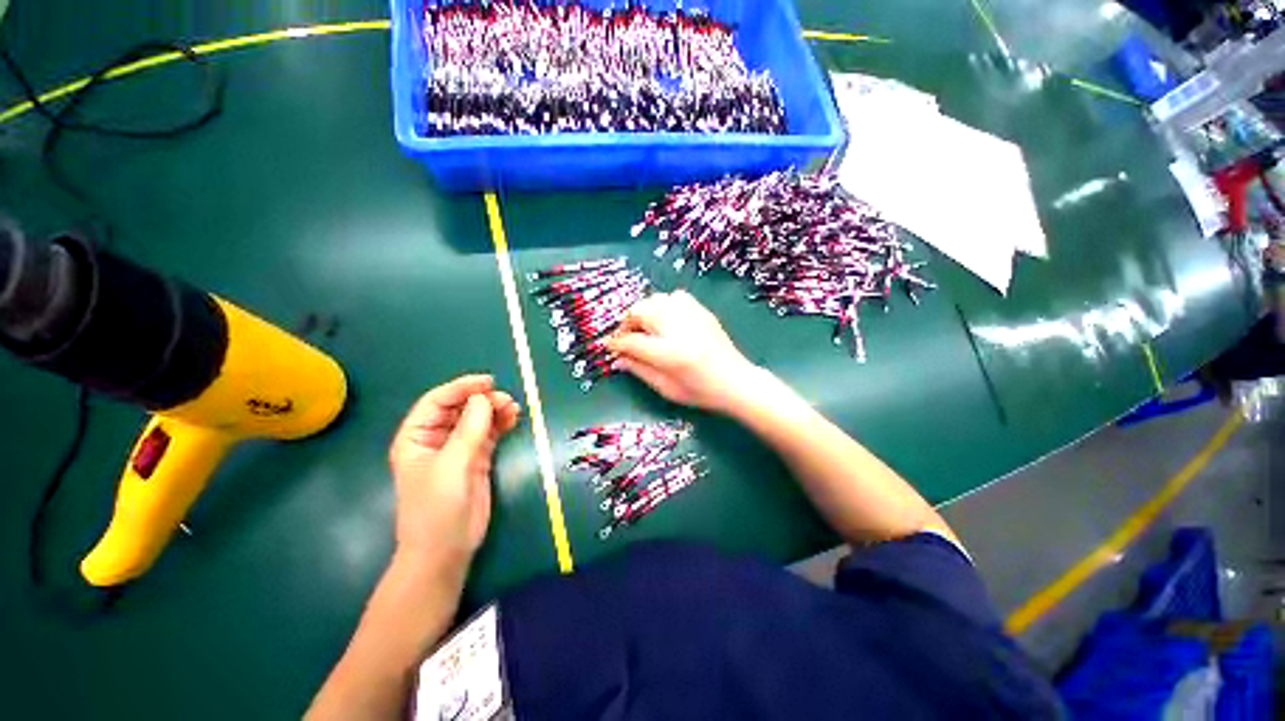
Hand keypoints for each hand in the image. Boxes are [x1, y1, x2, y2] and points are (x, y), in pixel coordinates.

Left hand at [388, 375, 520, 569]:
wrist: (446, 549)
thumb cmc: (437, 508)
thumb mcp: (451, 466)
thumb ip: (469, 431)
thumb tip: (484, 399)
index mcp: (416, 437)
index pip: (437, 401)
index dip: (461, 387)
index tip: (488, 382)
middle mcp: (436, 438)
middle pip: (460, 407)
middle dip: (482, 400)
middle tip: (506, 400)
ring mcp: (458, 448)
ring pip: (477, 418)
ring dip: (495, 410)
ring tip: (513, 409)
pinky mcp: (477, 458)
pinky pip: (489, 432)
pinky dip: (501, 423)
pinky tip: (513, 419)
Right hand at [606, 290, 759, 412]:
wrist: (736, 381)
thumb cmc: (700, 392)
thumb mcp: (665, 388)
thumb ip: (639, 370)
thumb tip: (617, 358)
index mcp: (669, 353)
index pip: (632, 341)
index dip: (617, 343)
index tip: (610, 347)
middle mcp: (679, 328)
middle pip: (640, 312)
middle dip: (627, 323)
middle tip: (626, 338)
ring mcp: (692, 316)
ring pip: (655, 300)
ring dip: (643, 312)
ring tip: (644, 328)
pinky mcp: (701, 311)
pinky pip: (674, 297)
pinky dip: (662, 305)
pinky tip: (664, 320)